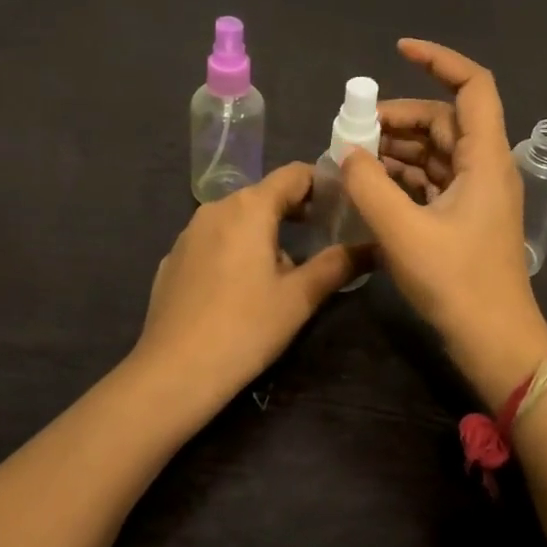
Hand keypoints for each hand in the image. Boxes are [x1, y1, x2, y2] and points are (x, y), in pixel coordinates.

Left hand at [133, 161, 361, 413]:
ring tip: (287, 266)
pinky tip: (241, 287)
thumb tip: (374, 246)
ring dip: (265, 231)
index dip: (323, 183)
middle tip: (325, 235)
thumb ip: (338, 265)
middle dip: (296, 210)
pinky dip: (234, 249)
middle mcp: (215, 209)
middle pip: (264, 195)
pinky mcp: (172, 259)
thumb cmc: (245, 328)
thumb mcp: (300, 298)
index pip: (294, 174)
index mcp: (249, 207)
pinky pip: (213, 241)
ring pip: (237, 218)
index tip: (344, 204)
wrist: (174, 371)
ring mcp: (188, 233)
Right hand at [340, 39, 546, 403]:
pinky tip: (370, 187)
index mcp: (485, 158)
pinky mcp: (465, 218)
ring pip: (436, 151)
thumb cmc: (457, 283)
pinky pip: (432, 181)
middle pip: (444, 119)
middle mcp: (485, 167)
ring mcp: (477, 194)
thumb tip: (348, 153)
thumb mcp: (403, 232)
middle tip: (353, 128)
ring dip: (397, 148)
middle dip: (399, 116)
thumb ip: (369, 186)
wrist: (496, 343)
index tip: (398, 51)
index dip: (439, 60)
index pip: (473, 86)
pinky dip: (402, 176)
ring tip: (353, 158)